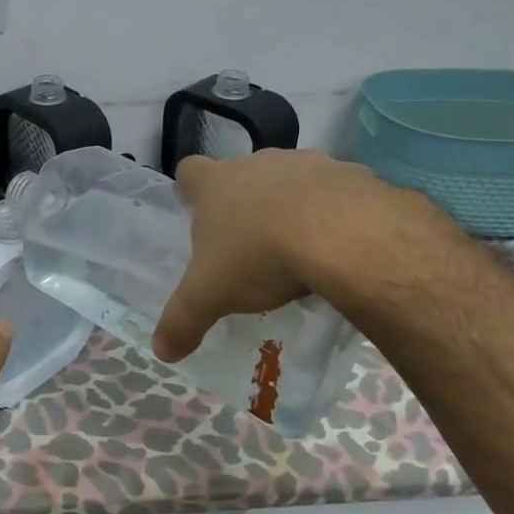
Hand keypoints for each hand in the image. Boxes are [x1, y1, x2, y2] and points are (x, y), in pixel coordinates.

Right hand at [152, 148, 453, 361]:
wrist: (344, 234)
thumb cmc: (261, 255)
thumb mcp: (212, 296)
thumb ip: (183, 321)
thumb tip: (162, 351)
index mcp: (217, 184)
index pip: (189, 171)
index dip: (190, 190)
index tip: (196, 210)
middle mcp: (258, 164)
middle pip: (242, 175)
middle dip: (244, 202)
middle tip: (249, 242)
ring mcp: (308, 162)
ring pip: (291, 179)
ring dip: (292, 204)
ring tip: (299, 246)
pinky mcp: (351, 174)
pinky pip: (338, 191)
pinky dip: (336, 212)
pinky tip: (341, 244)